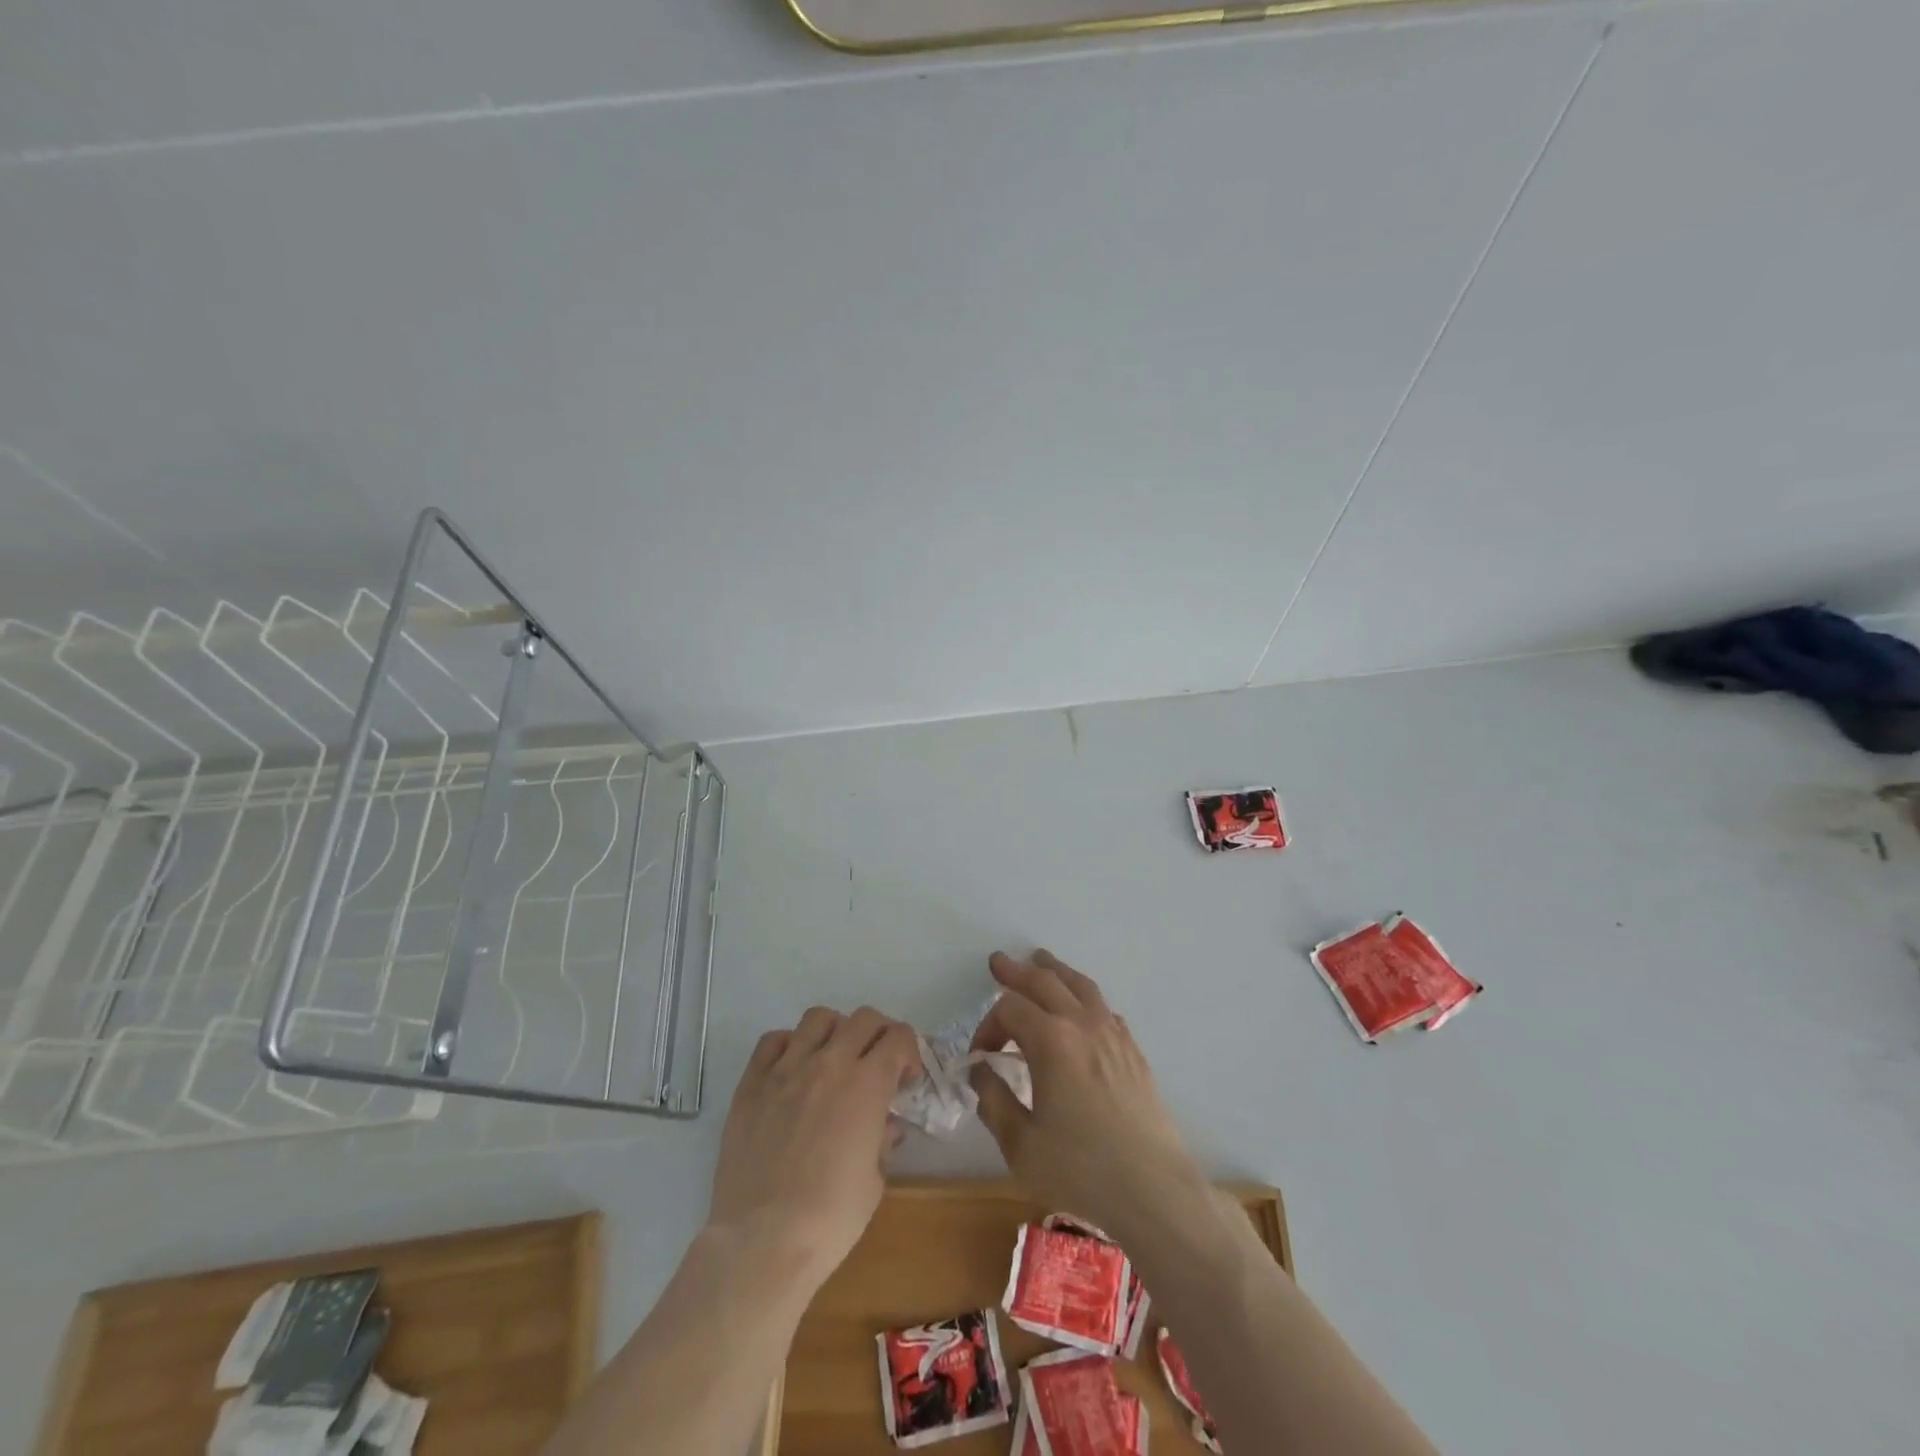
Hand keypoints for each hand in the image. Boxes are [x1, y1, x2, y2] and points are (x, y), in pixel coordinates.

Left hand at [709, 1007, 919, 1287]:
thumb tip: (883, 1126)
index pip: (898, 1037)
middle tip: (877, 1064)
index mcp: (866, 1084)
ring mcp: (786, 1069)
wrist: (763, 1242)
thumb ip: (882, 1140)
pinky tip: (793, 1070)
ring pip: (818, 1018)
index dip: (909, 1052)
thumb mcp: (875, 1181)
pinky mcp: (751, 1084)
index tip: (905, 1079)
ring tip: (834, 1059)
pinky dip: (789, 1045)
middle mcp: (828, 1064)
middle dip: (879, 1034)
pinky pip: (773, 1041)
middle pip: (863, 1019)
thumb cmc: (830, 1218)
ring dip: (835, 1031)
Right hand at [969, 950, 1207, 1239]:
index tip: (980, 1056)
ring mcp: (1113, 1034)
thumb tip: (981, 1072)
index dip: (987, 1025)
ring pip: (1080, 986)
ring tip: (1041, 960)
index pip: (1009, 1010)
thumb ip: (994, 1101)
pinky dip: (1085, 998)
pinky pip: (1105, 1009)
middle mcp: (1082, 1025)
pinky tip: (1082, 1010)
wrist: (1153, 1189)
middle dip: (1017, 972)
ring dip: (1055, 971)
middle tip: (998, 962)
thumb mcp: (1021, 1144)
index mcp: (1051, 1041)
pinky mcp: (1133, 1051)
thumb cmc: (1080, 1168)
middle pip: (1045, 982)